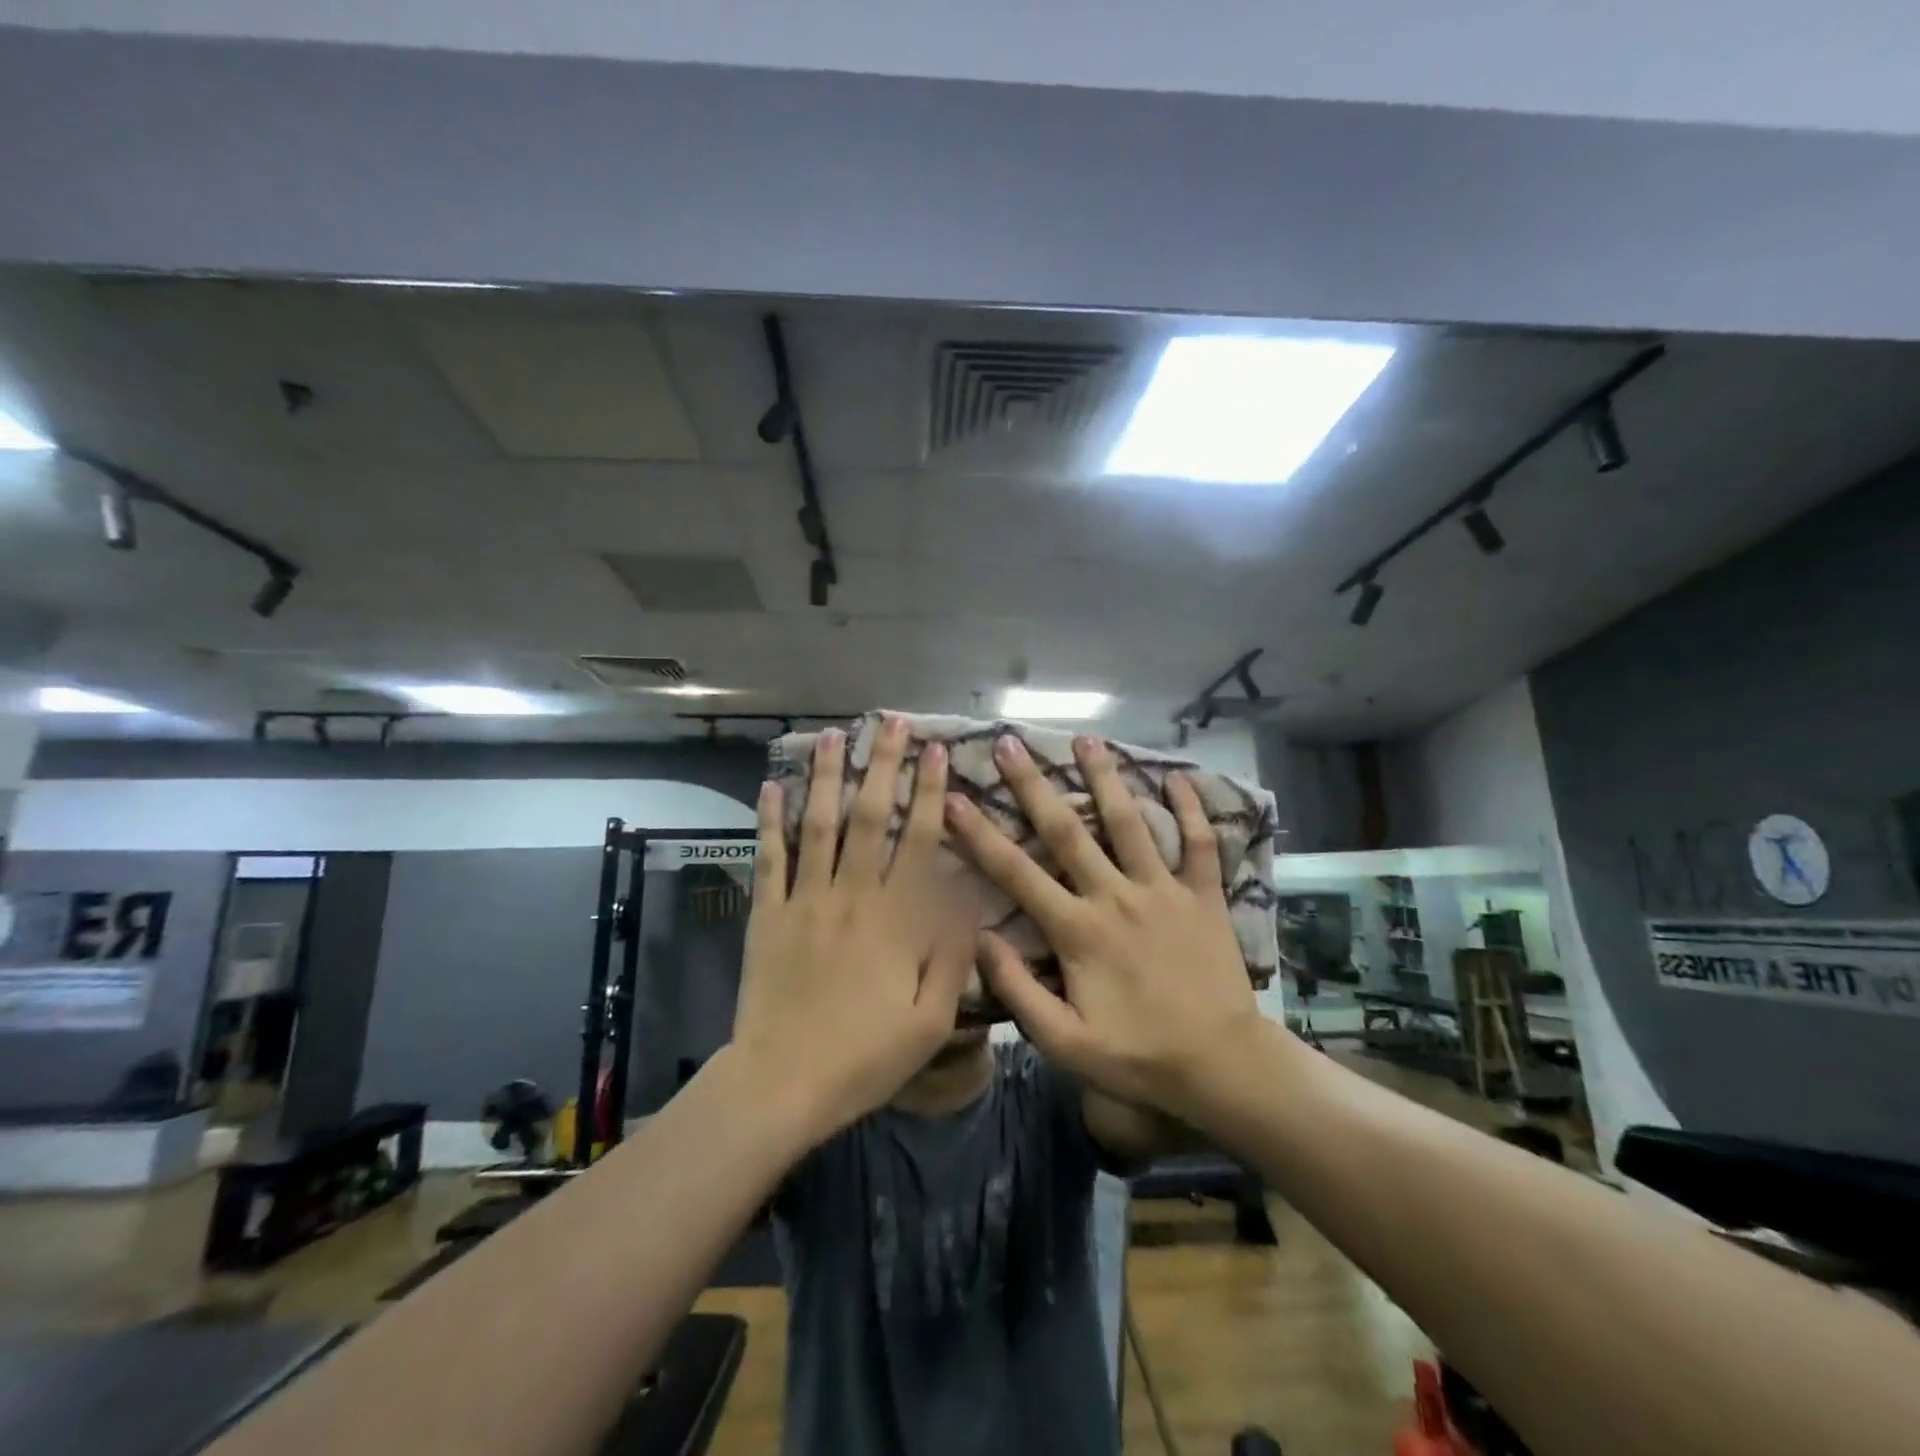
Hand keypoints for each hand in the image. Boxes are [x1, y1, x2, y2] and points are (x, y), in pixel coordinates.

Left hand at [731, 718, 973, 1140]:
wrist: (781, 1083)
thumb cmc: (865, 1057)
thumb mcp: (931, 1021)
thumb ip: (952, 956)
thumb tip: (968, 899)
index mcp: (894, 919)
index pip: (917, 841)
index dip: (929, 793)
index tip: (936, 751)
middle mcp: (851, 895)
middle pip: (868, 817)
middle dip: (882, 766)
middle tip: (890, 723)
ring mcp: (804, 900)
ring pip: (817, 824)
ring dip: (825, 776)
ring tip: (832, 735)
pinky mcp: (767, 914)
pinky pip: (769, 858)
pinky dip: (769, 820)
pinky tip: (771, 786)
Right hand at [945, 733, 1265, 1120]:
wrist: (1222, 1066)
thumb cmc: (1138, 1056)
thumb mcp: (1065, 1042)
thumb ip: (1018, 990)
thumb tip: (978, 938)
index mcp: (1078, 930)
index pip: (1016, 873)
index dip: (980, 834)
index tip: (954, 797)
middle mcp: (1116, 896)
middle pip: (1068, 830)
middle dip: (1034, 785)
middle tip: (1012, 743)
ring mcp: (1163, 890)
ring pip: (1130, 822)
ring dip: (1106, 777)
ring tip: (1086, 738)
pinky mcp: (1203, 896)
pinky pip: (1199, 844)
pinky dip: (1191, 809)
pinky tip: (1177, 776)